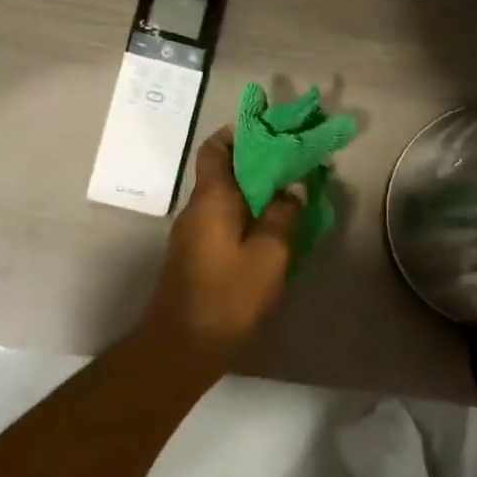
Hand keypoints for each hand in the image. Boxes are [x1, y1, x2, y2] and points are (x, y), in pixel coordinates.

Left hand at [139, 128, 306, 366]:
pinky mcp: (196, 256)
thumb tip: (293, 189)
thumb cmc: (228, 295)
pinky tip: (273, 230)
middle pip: (223, 171)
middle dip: (257, 163)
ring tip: (291, 195)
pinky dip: (247, 216)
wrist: (183, 345)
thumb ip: (284, 217)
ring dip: (255, 192)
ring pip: (226, 199)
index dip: (239, 133)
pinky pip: (224, 222)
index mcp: (212, 198)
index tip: (270, 130)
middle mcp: (197, 209)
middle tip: (294, 164)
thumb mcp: (269, 255)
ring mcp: (193, 234)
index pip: (215, 148)